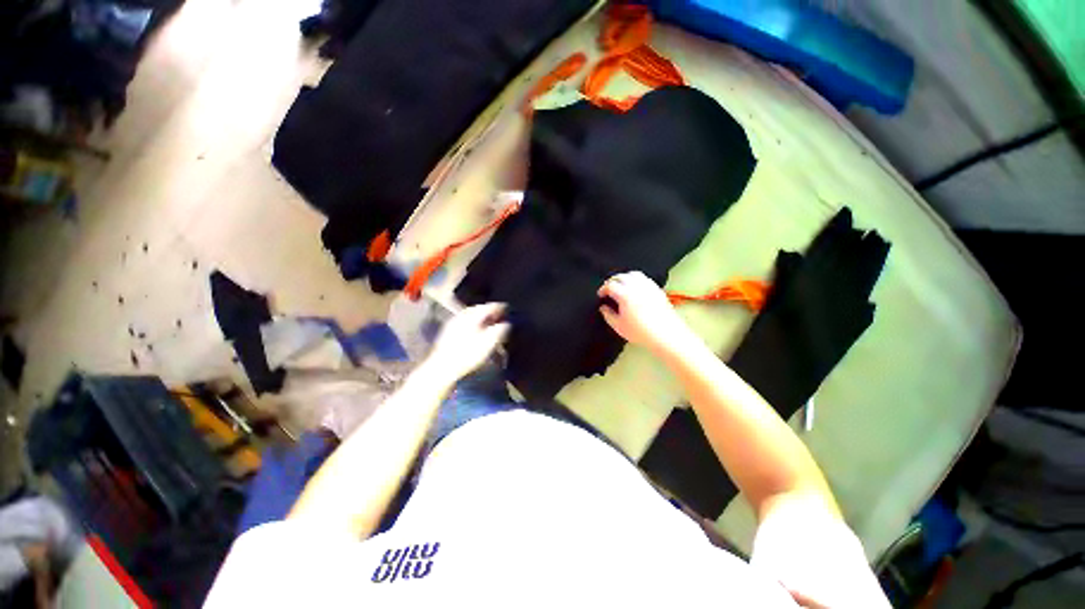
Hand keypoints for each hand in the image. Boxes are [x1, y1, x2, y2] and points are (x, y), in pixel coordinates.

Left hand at [424, 303, 509, 382]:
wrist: (443, 368)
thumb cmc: (468, 354)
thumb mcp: (489, 342)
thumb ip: (500, 330)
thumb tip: (506, 323)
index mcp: (472, 315)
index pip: (489, 306)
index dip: (500, 307)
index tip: (509, 308)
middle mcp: (462, 315)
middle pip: (479, 309)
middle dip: (490, 311)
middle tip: (500, 315)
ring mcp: (453, 323)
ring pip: (471, 315)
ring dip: (481, 317)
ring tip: (490, 323)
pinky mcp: (448, 332)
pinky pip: (465, 322)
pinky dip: (473, 323)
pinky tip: (476, 331)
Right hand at [598, 272, 691, 353]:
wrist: (666, 334)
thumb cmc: (640, 332)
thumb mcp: (619, 326)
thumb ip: (608, 315)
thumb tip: (603, 308)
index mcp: (624, 294)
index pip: (610, 285)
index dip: (603, 289)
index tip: (600, 295)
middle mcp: (636, 286)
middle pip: (621, 276)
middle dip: (612, 281)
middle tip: (608, 288)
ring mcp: (648, 286)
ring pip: (633, 274)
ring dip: (624, 277)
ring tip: (621, 285)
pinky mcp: (657, 289)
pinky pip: (644, 278)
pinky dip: (636, 279)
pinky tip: (635, 288)